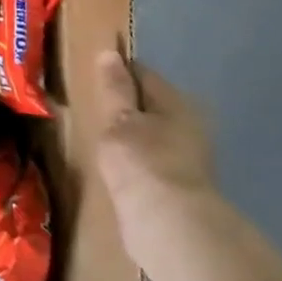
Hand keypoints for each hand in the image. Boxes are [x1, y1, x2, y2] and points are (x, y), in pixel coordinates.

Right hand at [94, 51, 215, 268]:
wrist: (170, 227)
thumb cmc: (142, 162)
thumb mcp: (119, 120)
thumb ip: (114, 88)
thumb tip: (109, 53)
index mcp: (176, 102)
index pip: (142, 74)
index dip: (117, 71)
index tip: (92, 77)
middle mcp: (188, 125)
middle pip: (150, 105)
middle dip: (126, 106)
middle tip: (94, 111)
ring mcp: (187, 158)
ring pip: (152, 135)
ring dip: (131, 136)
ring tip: (102, 141)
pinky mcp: (180, 188)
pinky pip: (152, 162)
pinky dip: (137, 162)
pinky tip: (119, 170)